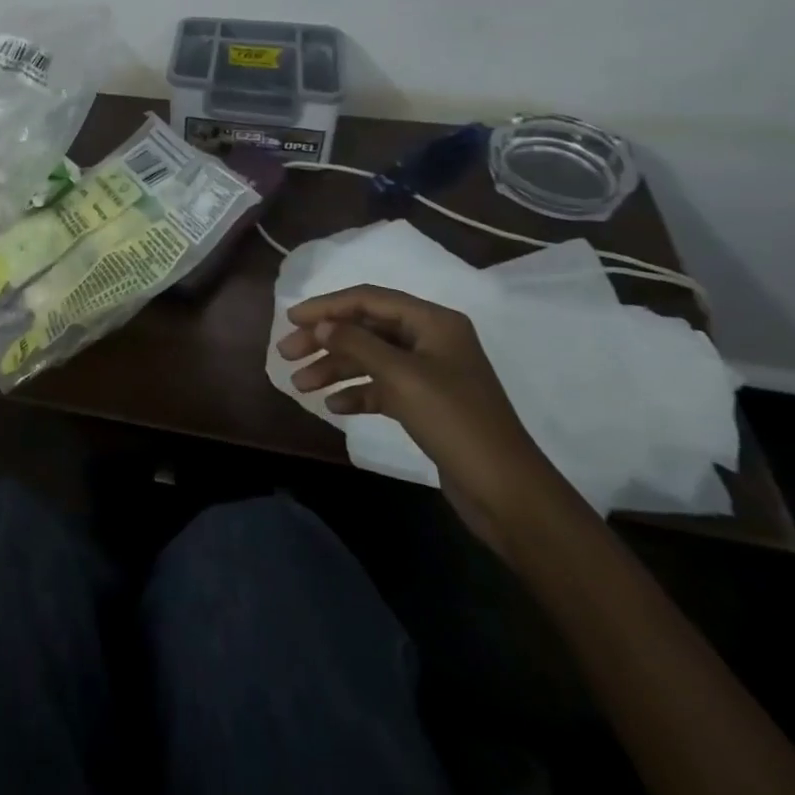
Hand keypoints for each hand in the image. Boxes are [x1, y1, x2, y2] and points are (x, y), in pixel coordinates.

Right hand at [278, 286, 570, 552]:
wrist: (508, 494)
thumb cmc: (455, 422)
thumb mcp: (402, 377)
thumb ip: (357, 344)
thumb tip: (320, 326)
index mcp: (432, 322)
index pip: (369, 300)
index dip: (327, 306)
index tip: (291, 319)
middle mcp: (430, 340)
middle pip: (366, 329)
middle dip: (325, 340)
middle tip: (286, 354)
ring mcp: (429, 373)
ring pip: (370, 359)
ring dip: (334, 369)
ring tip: (300, 386)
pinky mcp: (426, 404)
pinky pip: (382, 387)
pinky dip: (357, 393)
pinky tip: (335, 407)